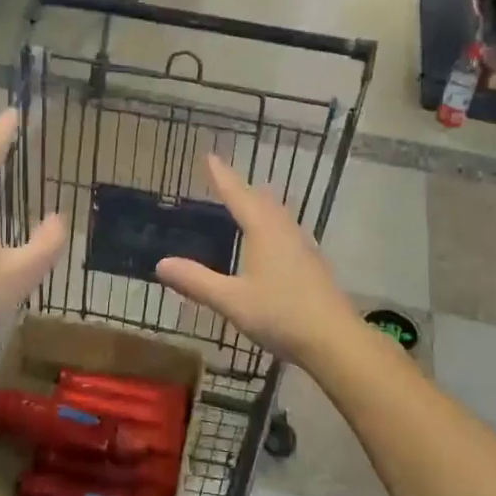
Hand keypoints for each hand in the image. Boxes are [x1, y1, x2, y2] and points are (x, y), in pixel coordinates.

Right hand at [155, 154, 360, 366]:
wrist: (334, 339)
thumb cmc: (280, 314)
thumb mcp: (231, 300)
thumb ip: (197, 281)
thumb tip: (161, 263)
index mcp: (263, 230)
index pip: (238, 195)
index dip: (222, 176)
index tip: (210, 156)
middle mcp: (284, 230)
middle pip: (261, 200)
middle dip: (242, 188)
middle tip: (225, 179)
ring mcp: (303, 246)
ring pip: (278, 214)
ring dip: (260, 204)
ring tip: (248, 202)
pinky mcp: (312, 264)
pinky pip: (286, 231)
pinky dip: (271, 224)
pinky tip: (272, 240)